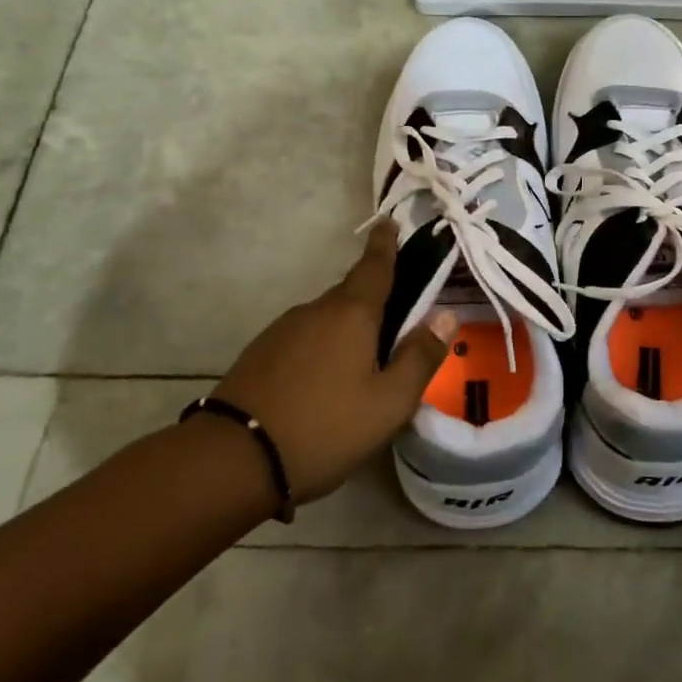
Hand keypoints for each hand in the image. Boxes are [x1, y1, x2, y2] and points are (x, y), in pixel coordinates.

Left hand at [213, 222, 455, 501]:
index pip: (375, 267)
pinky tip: (326, 382)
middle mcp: (316, 311)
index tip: (390, 222)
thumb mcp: (389, 402)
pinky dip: (322, 348)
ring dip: (347, 329)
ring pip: (326, 318)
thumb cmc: (325, 428)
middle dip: (374, 299)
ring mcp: (282, 330)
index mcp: (351, 314)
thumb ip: (420, 357)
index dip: (386, 245)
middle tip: (396, 322)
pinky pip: (304, 338)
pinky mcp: (260, 353)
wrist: (234, 459)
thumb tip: (447, 315)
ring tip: (363, 364)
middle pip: (351, 294)